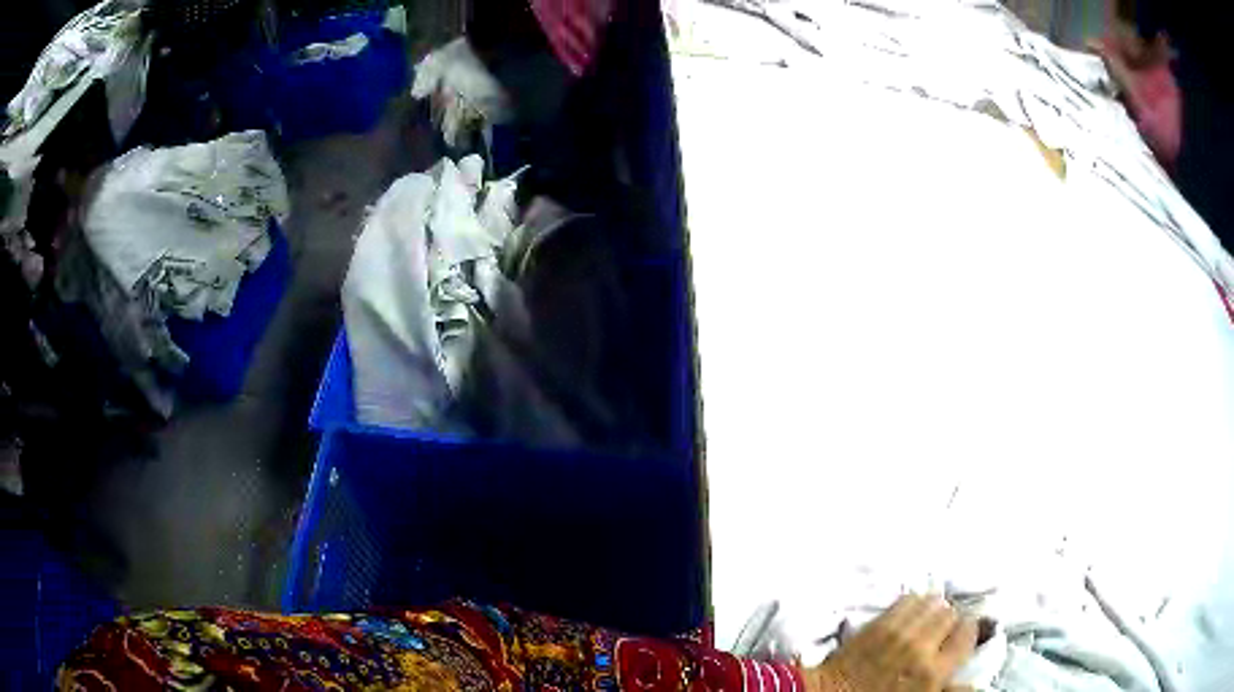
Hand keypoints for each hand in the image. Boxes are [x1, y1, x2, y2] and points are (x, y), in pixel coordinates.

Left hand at [805, 594, 978, 691]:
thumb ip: (950, 690)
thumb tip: (979, 685)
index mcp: (933, 672)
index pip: (968, 633)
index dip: (967, 631)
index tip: (961, 635)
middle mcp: (922, 647)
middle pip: (951, 614)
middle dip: (949, 620)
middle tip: (941, 631)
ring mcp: (900, 632)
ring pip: (933, 602)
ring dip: (933, 609)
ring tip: (926, 621)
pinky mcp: (879, 622)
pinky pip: (908, 599)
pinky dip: (914, 603)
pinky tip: (910, 614)